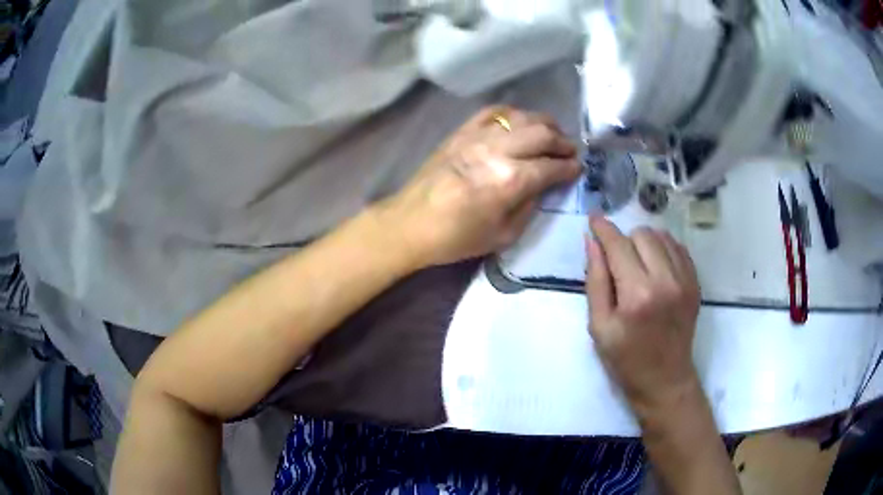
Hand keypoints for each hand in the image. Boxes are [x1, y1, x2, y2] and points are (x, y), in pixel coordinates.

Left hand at [378, 106, 581, 267]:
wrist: (410, 223)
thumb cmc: (457, 238)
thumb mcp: (504, 235)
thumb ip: (530, 205)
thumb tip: (544, 185)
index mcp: (511, 180)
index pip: (551, 166)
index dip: (570, 167)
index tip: (578, 169)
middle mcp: (498, 150)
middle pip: (542, 133)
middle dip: (563, 141)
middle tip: (570, 151)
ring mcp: (477, 135)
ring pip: (521, 117)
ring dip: (543, 123)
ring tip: (551, 134)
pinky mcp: (461, 131)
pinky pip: (493, 111)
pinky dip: (513, 114)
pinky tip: (519, 122)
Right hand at [585, 216, 701, 417]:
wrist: (665, 380)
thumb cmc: (625, 360)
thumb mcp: (599, 326)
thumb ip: (595, 280)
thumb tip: (591, 242)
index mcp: (637, 295)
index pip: (618, 245)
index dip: (603, 228)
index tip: (593, 218)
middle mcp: (665, 281)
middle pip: (641, 234)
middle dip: (624, 240)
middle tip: (616, 260)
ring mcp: (685, 280)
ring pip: (662, 236)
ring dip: (644, 243)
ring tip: (636, 263)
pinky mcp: (695, 283)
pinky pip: (678, 248)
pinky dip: (663, 249)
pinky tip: (655, 266)